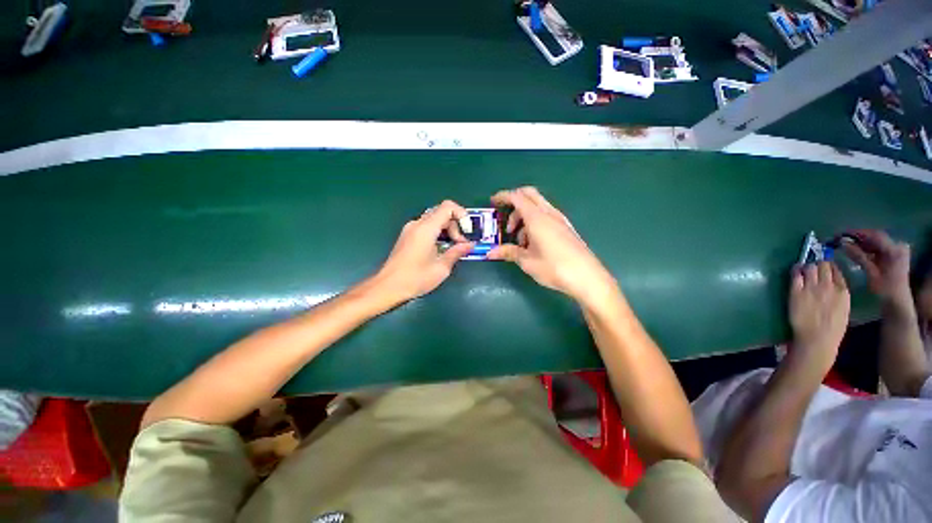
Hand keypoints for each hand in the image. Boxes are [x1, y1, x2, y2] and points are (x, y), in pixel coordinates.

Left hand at [374, 200, 472, 302]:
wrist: (387, 287)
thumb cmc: (415, 279)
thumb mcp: (441, 267)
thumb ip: (457, 252)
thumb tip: (470, 244)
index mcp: (426, 228)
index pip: (448, 207)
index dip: (462, 214)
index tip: (467, 231)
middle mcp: (417, 224)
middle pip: (442, 213)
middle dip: (455, 226)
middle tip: (461, 245)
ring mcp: (410, 229)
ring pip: (434, 220)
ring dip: (447, 230)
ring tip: (453, 248)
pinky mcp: (407, 236)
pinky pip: (427, 227)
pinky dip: (438, 233)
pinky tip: (441, 249)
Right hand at [486, 187, 616, 307]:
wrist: (588, 277)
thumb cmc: (555, 268)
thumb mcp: (527, 261)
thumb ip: (508, 252)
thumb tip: (490, 253)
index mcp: (537, 218)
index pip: (517, 197)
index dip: (503, 196)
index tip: (493, 202)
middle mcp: (549, 213)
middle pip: (529, 195)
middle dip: (514, 204)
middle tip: (507, 224)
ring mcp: (560, 220)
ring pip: (537, 207)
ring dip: (524, 217)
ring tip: (520, 242)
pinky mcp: (565, 228)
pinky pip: (546, 216)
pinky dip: (535, 223)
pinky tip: (534, 244)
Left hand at [789, 262, 849, 372]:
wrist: (817, 338)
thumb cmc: (832, 329)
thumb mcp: (843, 309)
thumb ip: (839, 295)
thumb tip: (833, 285)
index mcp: (843, 291)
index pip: (836, 271)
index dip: (830, 267)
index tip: (825, 267)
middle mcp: (828, 286)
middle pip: (823, 266)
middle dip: (818, 264)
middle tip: (813, 267)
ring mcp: (811, 287)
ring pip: (810, 267)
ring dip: (807, 266)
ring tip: (804, 269)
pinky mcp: (796, 291)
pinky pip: (796, 275)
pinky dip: (795, 270)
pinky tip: (795, 270)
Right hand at [841, 230, 910, 302]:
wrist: (898, 301)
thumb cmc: (885, 290)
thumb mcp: (871, 274)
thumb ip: (859, 257)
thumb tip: (843, 243)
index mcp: (895, 250)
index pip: (875, 236)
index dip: (857, 233)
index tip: (841, 234)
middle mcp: (898, 246)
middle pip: (876, 237)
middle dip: (859, 238)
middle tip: (841, 239)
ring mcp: (897, 250)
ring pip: (876, 242)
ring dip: (862, 243)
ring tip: (846, 245)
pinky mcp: (894, 254)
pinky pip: (879, 247)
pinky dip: (867, 248)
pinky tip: (857, 251)